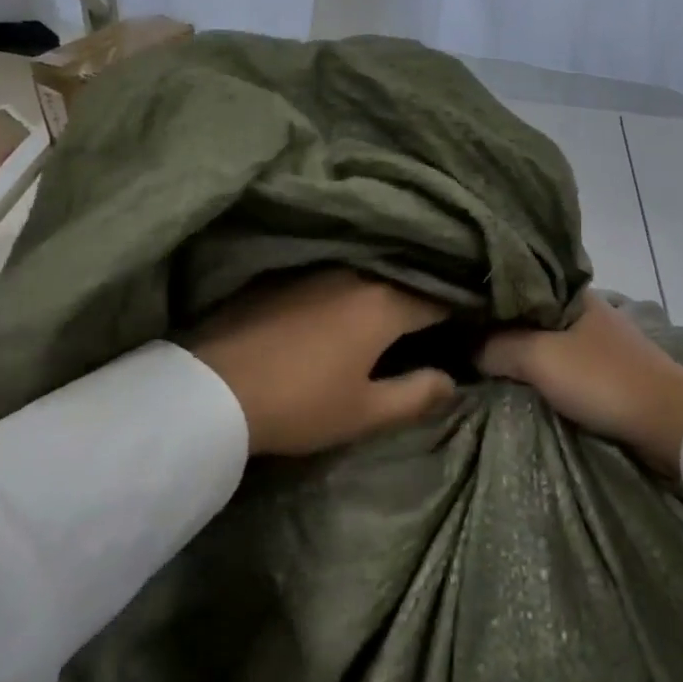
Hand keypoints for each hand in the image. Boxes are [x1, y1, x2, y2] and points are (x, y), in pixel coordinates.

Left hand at [186, 270, 455, 455]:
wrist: (210, 388)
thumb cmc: (298, 402)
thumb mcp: (363, 412)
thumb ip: (416, 395)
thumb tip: (452, 380)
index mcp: (384, 303)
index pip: (438, 298)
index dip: (460, 310)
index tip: (472, 322)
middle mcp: (357, 274)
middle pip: (404, 278)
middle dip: (424, 293)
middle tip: (437, 317)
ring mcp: (317, 269)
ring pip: (369, 272)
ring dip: (386, 287)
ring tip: (394, 310)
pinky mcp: (286, 274)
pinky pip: (335, 273)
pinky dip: (351, 287)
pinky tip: (344, 307)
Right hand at [478, 292, 682, 475]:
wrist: (671, 423)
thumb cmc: (603, 379)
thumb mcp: (540, 358)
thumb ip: (497, 346)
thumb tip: (462, 345)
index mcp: (573, 292)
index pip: (520, 282)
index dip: (488, 294)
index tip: (456, 308)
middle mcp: (585, 308)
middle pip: (531, 313)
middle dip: (501, 325)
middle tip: (460, 337)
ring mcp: (598, 339)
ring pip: (546, 339)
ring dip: (521, 350)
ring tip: (481, 359)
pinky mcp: (606, 370)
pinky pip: (561, 362)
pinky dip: (540, 369)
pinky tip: (518, 378)